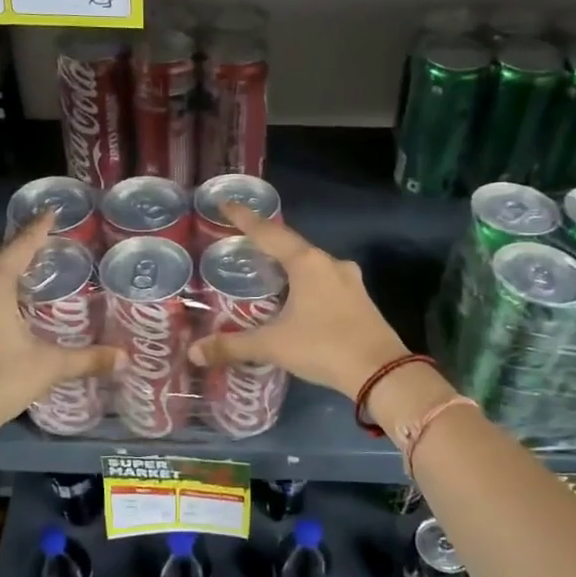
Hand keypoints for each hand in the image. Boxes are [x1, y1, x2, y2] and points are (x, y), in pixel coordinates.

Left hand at [0, 214, 116, 443]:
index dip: (37, 229)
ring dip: (3, 285)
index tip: (50, 212)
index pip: (19, 248)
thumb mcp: (48, 367)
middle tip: (45, 255)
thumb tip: (125, 358)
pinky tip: (3, 321)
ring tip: (27, 288)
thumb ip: (87, 359)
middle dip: (20, 258)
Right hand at [187, 204, 407, 398]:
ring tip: (267, 272)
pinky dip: (305, 283)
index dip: (245, 219)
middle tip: (243, 243)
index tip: (227, 204)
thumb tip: (193, 352)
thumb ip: (233, 346)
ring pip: (311, 264)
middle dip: (267, 243)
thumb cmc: (323, 347)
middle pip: (292, 245)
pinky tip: (296, 298)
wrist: (381, 373)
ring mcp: (349, 280)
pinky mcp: (359, 299)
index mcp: (307, 263)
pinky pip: (325, 281)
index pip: (269, 233)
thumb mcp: (273, 346)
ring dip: (289, 265)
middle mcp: (330, 263)